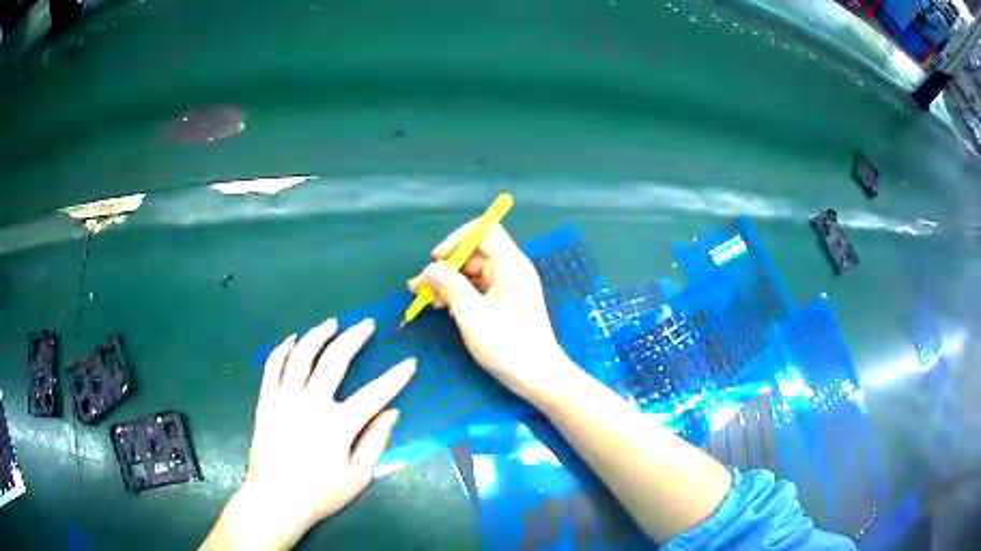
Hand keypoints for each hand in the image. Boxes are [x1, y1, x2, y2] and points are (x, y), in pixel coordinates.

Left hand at [203, 318, 414, 549]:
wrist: (275, 500)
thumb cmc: (319, 494)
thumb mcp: (357, 478)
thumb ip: (375, 443)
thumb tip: (392, 413)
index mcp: (338, 424)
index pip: (375, 394)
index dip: (396, 377)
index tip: (410, 362)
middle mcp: (311, 403)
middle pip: (335, 360)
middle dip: (354, 338)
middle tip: (367, 324)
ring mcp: (285, 399)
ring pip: (301, 355)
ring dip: (318, 335)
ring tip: (332, 323)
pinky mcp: (266, 401)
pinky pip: (272, 367)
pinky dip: (282, 349)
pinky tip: (291, 339)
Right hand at [408, 223, 575, 403]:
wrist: (537, 376)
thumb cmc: (507, 344)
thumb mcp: (472, 315)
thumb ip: (450, 287)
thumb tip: (430, 268)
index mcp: (510, 264)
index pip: (485, 231)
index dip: (458, 239)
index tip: (437, 258)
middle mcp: (510, 270)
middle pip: (475, 253)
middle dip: (445, 266)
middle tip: (418, 285)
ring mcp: (508, 287)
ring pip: (473, 273)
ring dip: (447, 282)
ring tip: (421, 298)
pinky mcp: (505, 303)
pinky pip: (478, 289)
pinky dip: (459, 295)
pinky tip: (441, 308)